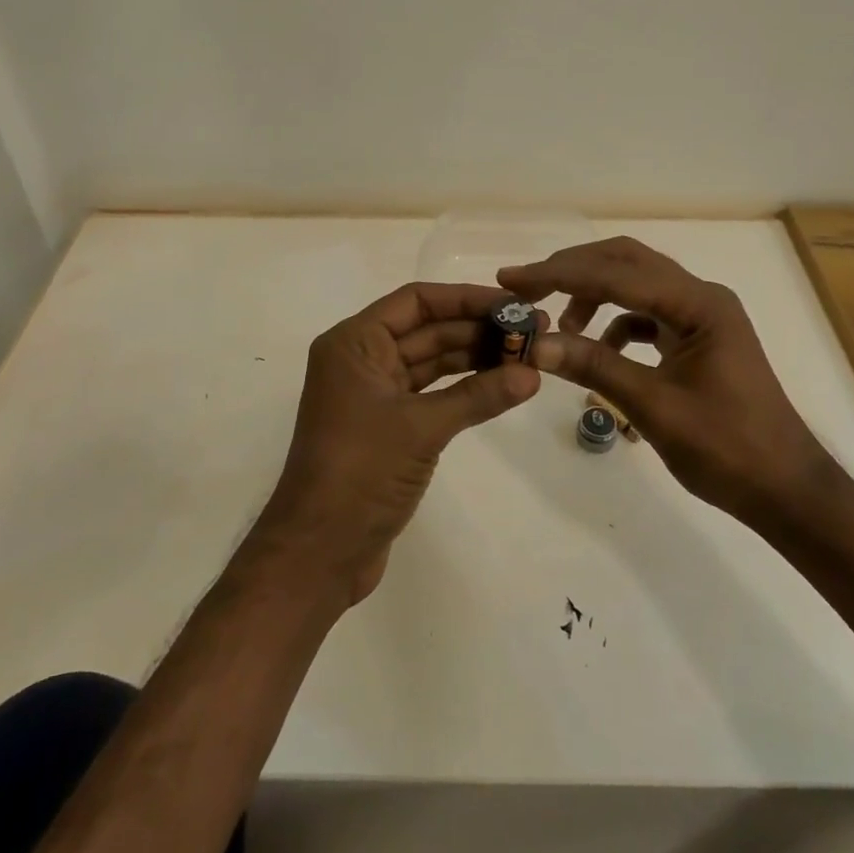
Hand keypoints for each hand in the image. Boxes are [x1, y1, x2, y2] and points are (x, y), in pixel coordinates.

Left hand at [257, 283, 541, 604]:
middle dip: (478, 329)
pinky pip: (431, 393)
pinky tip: (502, 386)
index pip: (416, 301)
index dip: (466, 299)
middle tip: (534, 331)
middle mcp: (361, 359)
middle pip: (427, 329)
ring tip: (528, 356)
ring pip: (431, 361)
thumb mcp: (421, 427)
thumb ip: (478, 396)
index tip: (513, 304)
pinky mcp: (387, 426)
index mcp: (354, 343)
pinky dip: (464, 389)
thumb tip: (533, 374)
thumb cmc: (360, 473)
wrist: (319, 553)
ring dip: (476, 358)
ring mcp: (374, 394)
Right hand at [498, 237, 838, 527]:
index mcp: (699, 304)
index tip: (513, 280)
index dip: (560, 274)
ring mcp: (701, 316)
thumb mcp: (654, 407)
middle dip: (573, 271)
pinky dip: (614, 324)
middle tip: (527, 289)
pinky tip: (597, 351)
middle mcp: (701, 297)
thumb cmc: (728, 450)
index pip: (617, 273)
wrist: (786, 490)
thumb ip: (595, 367)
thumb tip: (536, 345)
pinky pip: (646, 314)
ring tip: (559, 327)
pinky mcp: (696, 338)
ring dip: (592, 296)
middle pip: (626, 262)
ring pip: (635, 285)